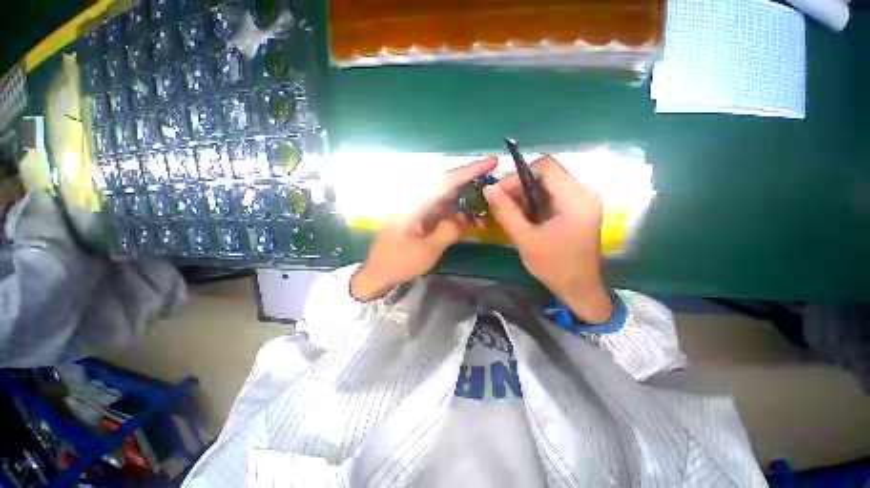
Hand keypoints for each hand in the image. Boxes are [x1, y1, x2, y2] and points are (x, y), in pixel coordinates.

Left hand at [350, 157, 497, 301]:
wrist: (378, 273)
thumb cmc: (399, 262)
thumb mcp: (426, 250)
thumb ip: (448, 231)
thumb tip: (465, 217)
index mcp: (416, 204)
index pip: (445, 182)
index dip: (469, 171)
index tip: (491, 162)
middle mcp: (418, 202)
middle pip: (448, 187)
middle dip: (472, 185)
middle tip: (494, 186)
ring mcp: (420, 210)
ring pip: (448, 199)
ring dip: (467, 203)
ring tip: (486, 208)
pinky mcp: (422, 219)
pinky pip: (443, 212)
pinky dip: (458, 215)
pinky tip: (470, 220)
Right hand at [483, 155, 612, 323]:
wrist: (579, 288)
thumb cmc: (554, 266)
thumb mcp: (525, 239)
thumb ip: (506, 212)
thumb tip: (488, 189)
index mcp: (575, 198)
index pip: (544, 166)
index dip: (517, 176)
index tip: (499, 194)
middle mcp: (583, 192)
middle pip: (546, 174)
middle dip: (519, 187)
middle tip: (500, 204)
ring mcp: (582, 200)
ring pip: (547, 184)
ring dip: (525, 195)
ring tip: (508, 211)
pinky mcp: (578, 208)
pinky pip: (552, 195)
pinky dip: (534, 202)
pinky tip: (522, 216)